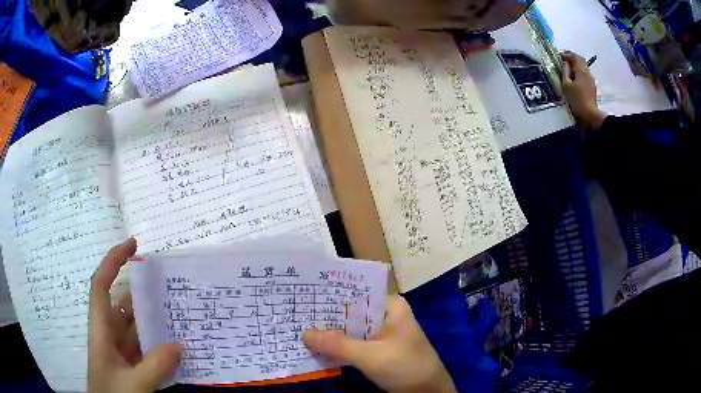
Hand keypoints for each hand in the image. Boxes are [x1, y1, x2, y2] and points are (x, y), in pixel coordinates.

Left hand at [88, 238, 181, 392]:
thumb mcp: (132, 384)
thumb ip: (154, 366)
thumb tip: (179, 343)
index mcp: (101, 330)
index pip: (101, 285)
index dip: (113, 261)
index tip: (133, 244)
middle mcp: (111, 336)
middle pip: (124, 305)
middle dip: (144, 292)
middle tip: (171, 285)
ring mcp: (123, 353)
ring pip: (138, 328)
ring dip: (156, 321)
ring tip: (180, 313)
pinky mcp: (134, 367)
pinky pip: (148, 349)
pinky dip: (161, 346)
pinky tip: (179, 348)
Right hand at [302, 296, 455, 392]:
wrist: (428, 391)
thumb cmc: (405, 366)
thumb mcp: (370, 356)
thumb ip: (337, 345)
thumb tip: (304, 333)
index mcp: (390, 306)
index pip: (356, 292)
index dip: (330, 294)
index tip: (303, 295)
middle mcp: (386, 315)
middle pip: (351, 311)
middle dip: (326, 316)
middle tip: (295, 313)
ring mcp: (382, 334)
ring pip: (351, 329)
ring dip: (330, 332)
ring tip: (299, 328)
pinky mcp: (378, 350)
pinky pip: (354, 343)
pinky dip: (339, 346)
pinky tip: (317, 347)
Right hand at [561, 51, 606, 130]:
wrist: (590, 115)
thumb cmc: (576, 99)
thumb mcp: (566, 85)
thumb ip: (565, 72)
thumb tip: (565, 64)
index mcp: (581, 70)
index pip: (574, 57)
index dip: (566, 55)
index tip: (559, 56)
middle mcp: (587, 73)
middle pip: (580, 61)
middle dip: (572, 58)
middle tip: (564, 60)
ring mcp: (591, 80)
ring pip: (583, 68)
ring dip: (576, 66)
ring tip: (569, 69)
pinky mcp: (592, 87)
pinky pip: (585, 75)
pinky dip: (579, 73)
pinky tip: (575, 79)